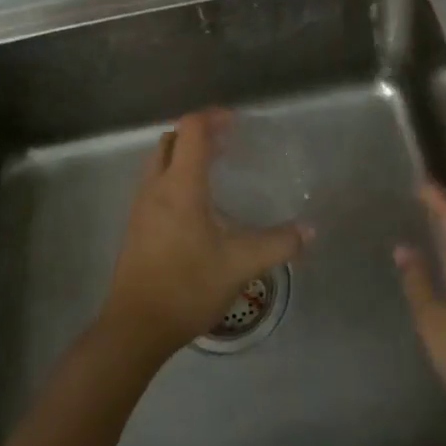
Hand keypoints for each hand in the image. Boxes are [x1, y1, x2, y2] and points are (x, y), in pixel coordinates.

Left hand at [101, 110, 309, 361]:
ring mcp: (140, 208)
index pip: (191, 129)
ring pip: (159, 163)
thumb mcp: (241, 264)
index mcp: (180, 186)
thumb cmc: (188, 286)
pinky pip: (154, 185)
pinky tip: (198, 208)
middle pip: (171, 140)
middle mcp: (156, 188)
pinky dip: (175, 178)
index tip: (237, 124)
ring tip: (215, 171)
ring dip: (184, 156)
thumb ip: (279, 244)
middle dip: (198, 134)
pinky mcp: (136, 228)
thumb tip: (310, 231)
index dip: (213, 118)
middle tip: (228, 145)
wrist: (136, 328)